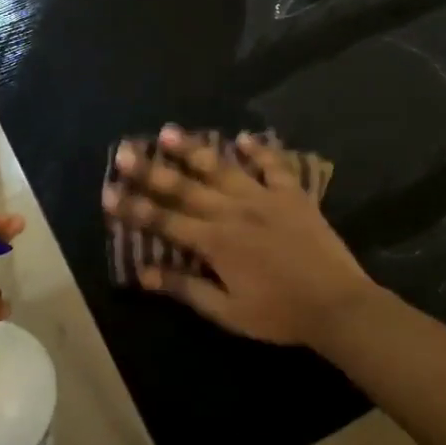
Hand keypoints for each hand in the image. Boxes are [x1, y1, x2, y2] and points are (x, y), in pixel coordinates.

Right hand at [102, 125, 376, 346]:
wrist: (337, 304)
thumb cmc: (279, 313)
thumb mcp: (227, 311)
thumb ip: (185, 288)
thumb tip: (143, 274)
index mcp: (215, 242)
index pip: (164, 221)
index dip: (134, 207)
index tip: (108, 192)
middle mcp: (234, 211)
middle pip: (185, 188)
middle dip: (151, 170)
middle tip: (125, 150)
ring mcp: (265, 198)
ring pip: (223, 168)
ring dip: (194, 149)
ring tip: (169, 130)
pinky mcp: (293, 195)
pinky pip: (273, 166)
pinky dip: (259, 150)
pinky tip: (244, 137)